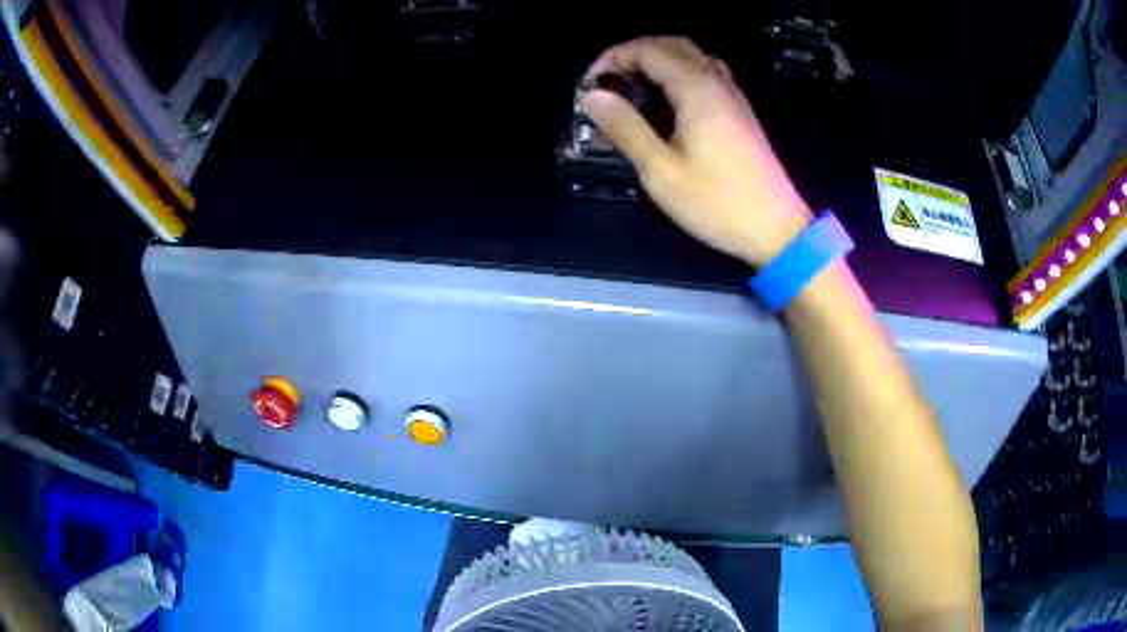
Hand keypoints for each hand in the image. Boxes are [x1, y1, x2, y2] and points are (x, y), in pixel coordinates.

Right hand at [581, 37, 811, 266]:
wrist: (776, 229)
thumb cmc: (717, 202)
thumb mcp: (661, 171)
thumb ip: (626, 127)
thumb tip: (592, 96)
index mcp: (697, 89)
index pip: (648, 50)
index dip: (613, 58)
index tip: (590, 85)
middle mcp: (717, 82)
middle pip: (672, 45)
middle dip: (634, 53)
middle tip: (608, 80)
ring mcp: (733, 96)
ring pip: (692, 57)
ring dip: (657, 62)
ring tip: (631, 88)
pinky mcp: (739, 112)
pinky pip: (705, 75)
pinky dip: (678, 75)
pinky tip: (665, 103)